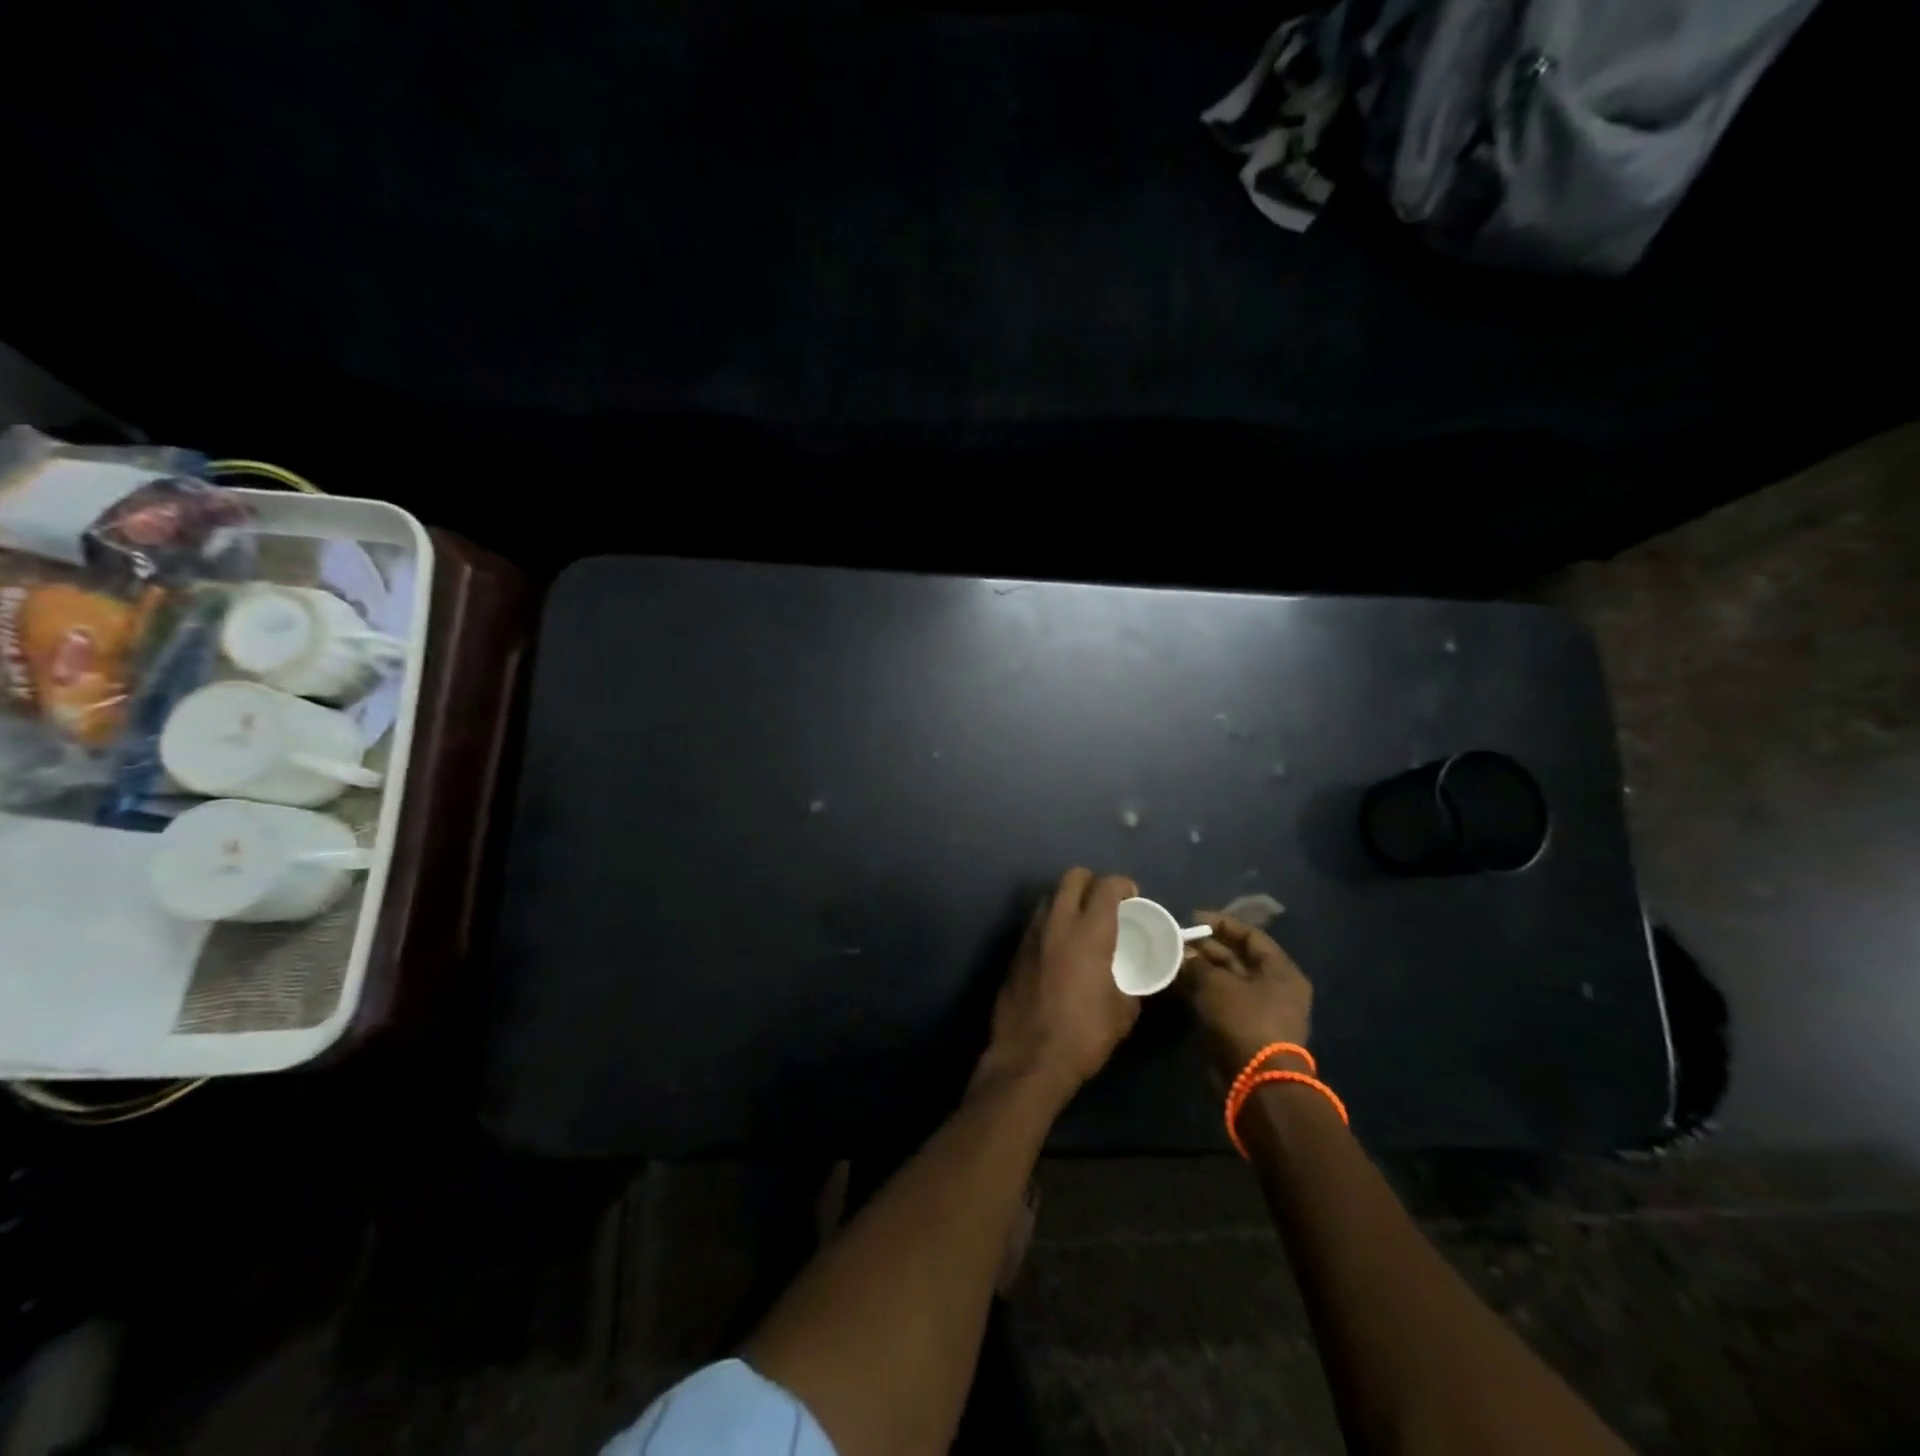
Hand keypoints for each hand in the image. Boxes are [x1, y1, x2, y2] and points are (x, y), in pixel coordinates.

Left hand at [983, 868, 1141, 1098]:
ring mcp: (1031, 935)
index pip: (1107, 886)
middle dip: (1092, 882)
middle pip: (1073, 877)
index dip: (1123, 885)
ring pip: (1049, 897)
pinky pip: (1036, 924)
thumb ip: (1130, 985)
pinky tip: (1058, 950)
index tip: (1132, 896)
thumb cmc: (1084, 1034)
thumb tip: (1131, 982)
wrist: (1029, 1058)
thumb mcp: (1122, 1012)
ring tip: (1080, 925)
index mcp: (1090, 933)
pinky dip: (1050, 926)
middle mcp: (1058, 923)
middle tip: (1105, 902)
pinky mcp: (1015, 951)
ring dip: (1067, 902)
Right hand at [1179, 912, 1313, 1080]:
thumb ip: (1196, 964)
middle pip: (1237, 959)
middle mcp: (1274, 988)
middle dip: (1206, 949)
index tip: (1192, 918)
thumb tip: (1181, 954)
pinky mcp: (1242, 1030)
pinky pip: (1219, 1002)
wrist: (1255, 1082)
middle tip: (1176, 941)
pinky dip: (1200, 992)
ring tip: (1171, 959)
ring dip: (1199, 971)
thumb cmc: (1244, 1020)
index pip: (1251, 936)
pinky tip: (1176, 983)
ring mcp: (1259, 1011)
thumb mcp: (1216, 984)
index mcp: (1280, 972)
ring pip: (1225, 981)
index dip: (1221, 924)